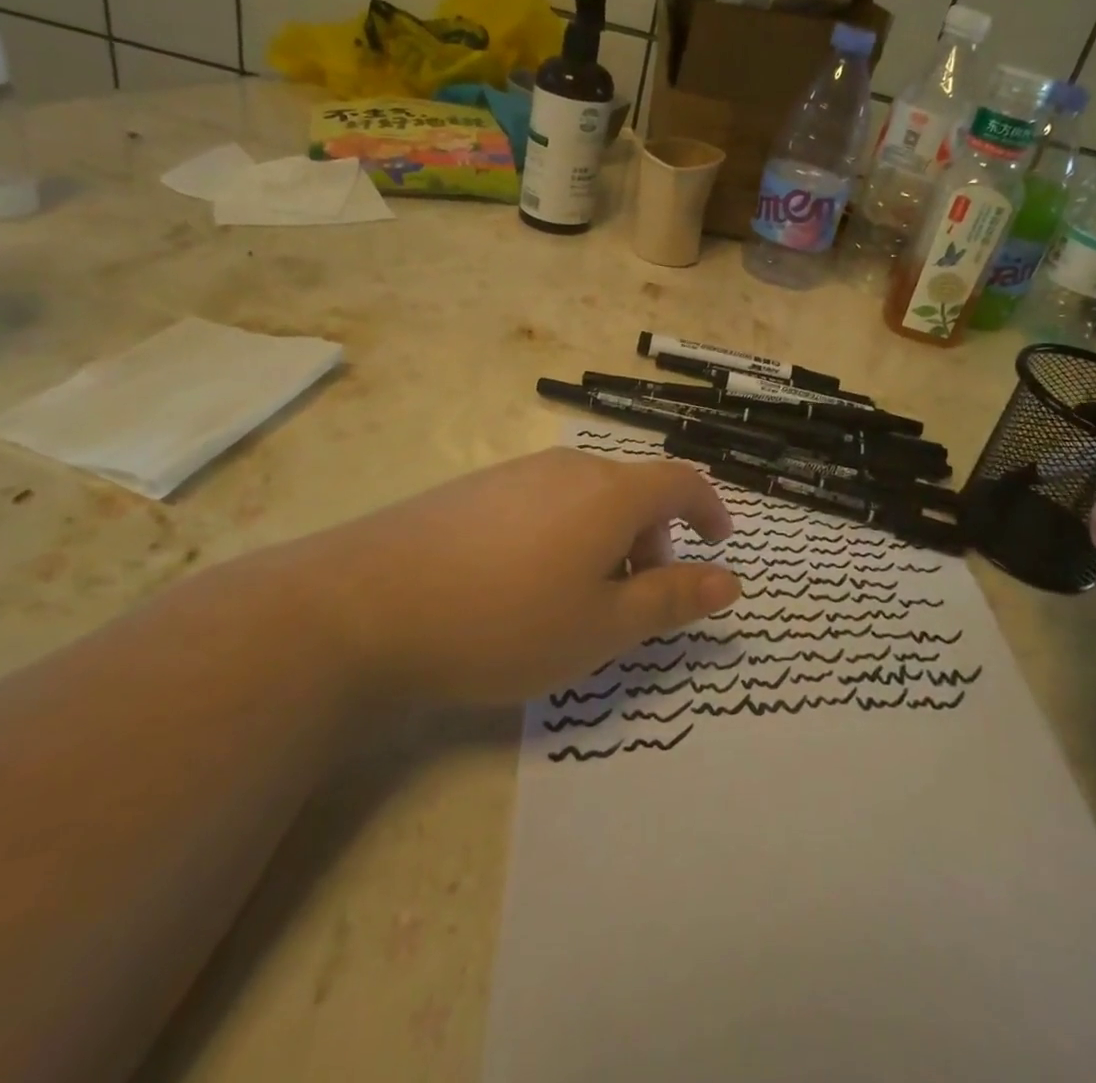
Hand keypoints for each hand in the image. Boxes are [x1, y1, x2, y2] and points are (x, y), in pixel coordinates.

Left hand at [249, 449, 738, 704]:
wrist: (364, 606)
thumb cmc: (505, 621)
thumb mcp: (602, 626)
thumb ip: (672, 599)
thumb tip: (730, 581)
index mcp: (610, 493)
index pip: (682, 481)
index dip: (710, 508)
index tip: (719, 542)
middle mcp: (569, 468)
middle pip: (634, 492)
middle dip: (653, 540)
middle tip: (636, 599)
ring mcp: (518, 474)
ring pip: (588, 499)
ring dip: (607, 540)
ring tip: (578, 599)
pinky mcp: (476, 488)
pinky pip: (545, 502)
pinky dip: (564, 534)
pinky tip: (523, 583)